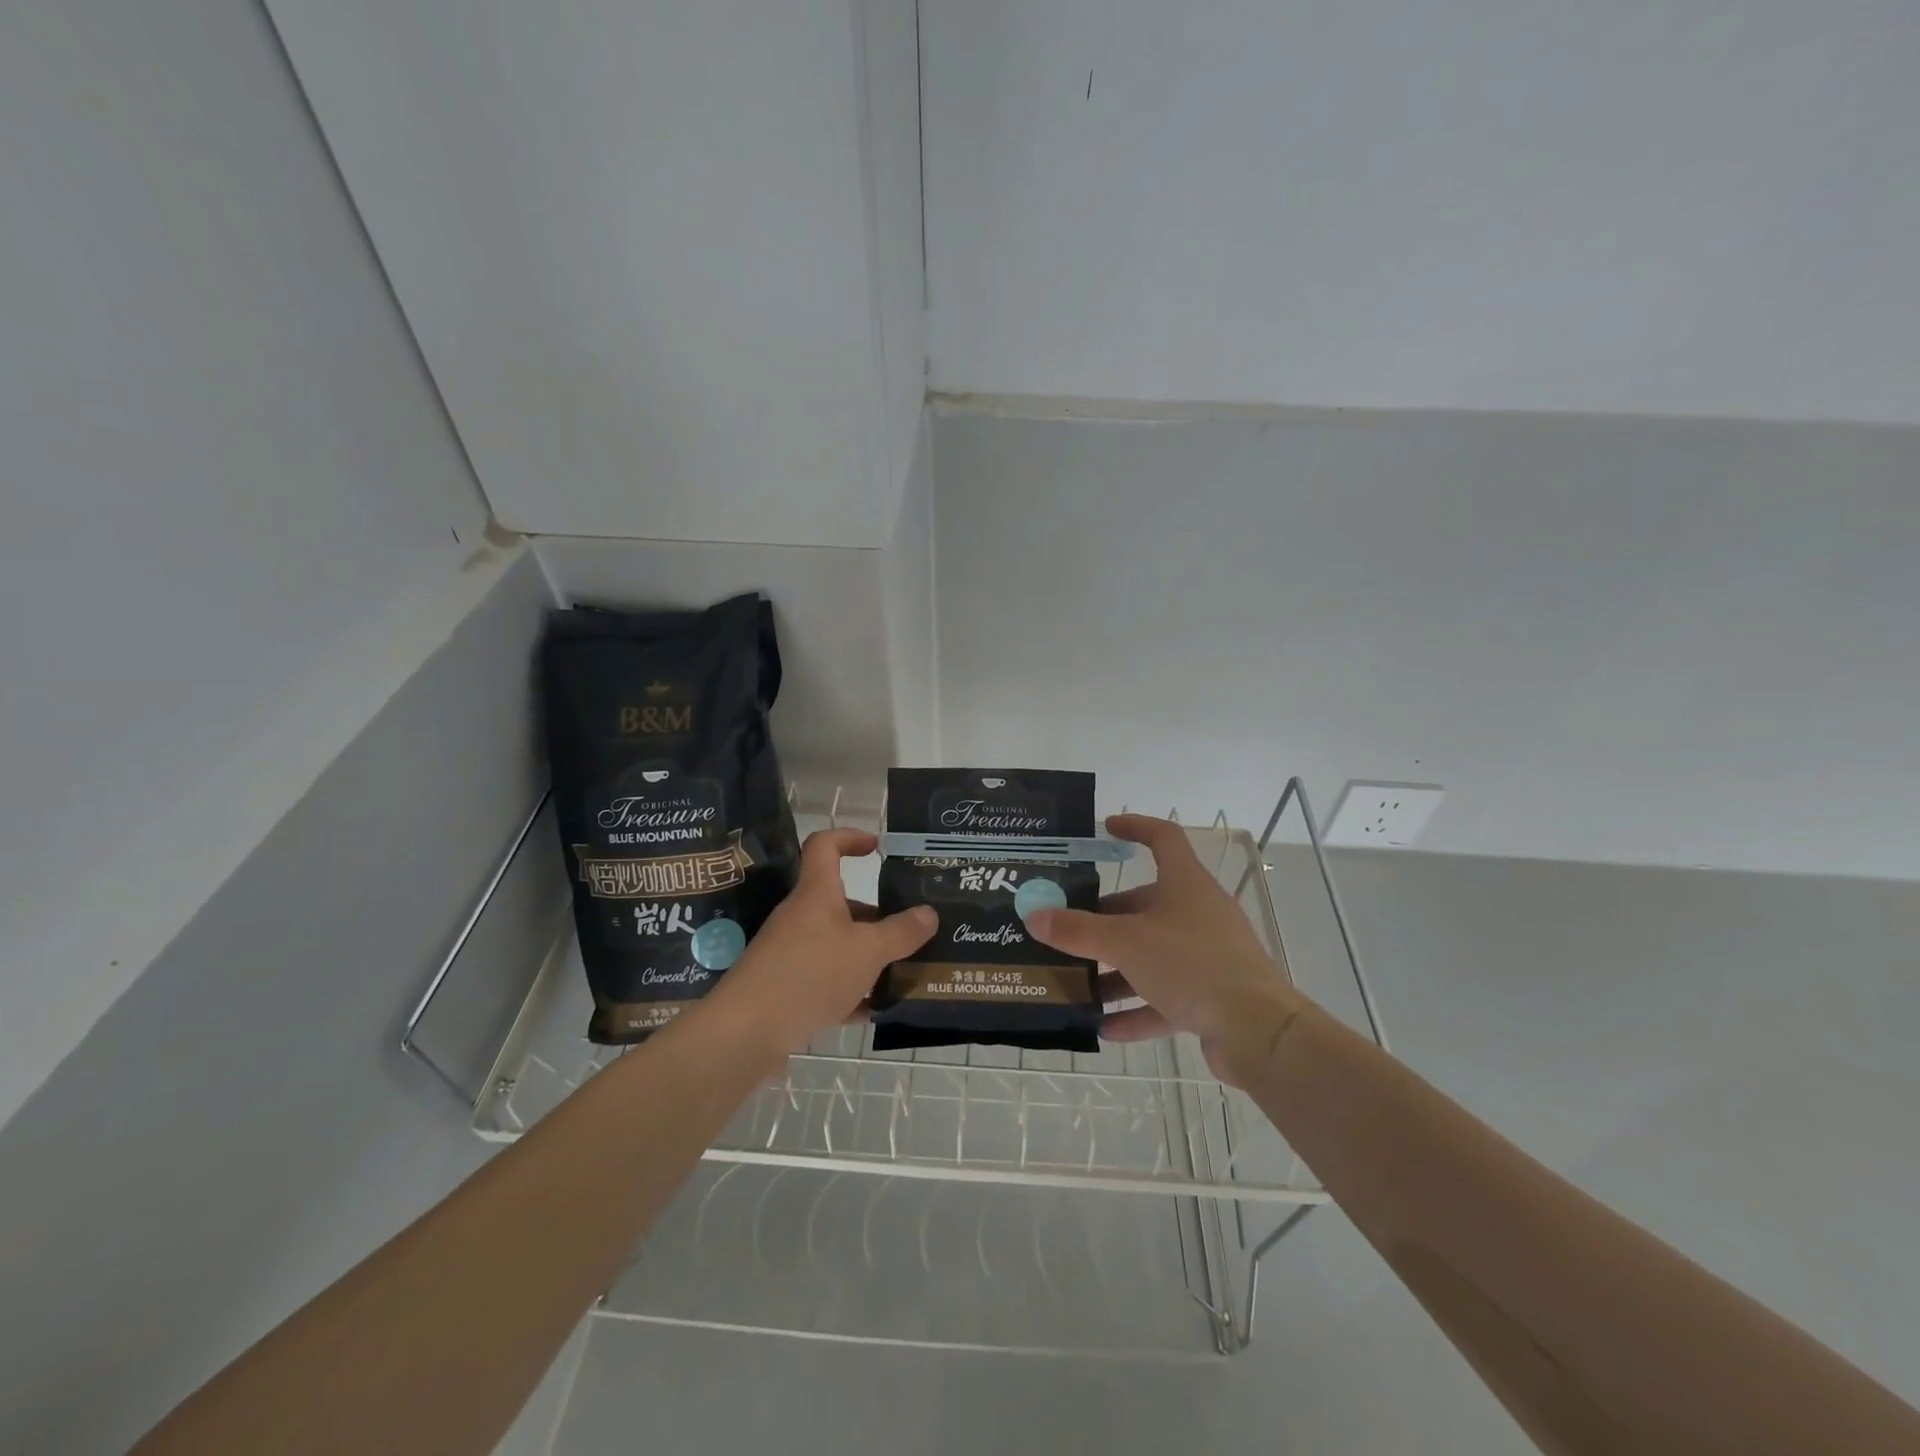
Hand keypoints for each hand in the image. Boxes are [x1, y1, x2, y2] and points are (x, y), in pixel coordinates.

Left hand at [705, 828, 935, 1054]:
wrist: (745, 1033)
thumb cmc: (809, 975)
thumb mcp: (867, 952)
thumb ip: (901, 932)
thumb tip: (929, 913)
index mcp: (817, 894)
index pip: (826, 846)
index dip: (850, 837)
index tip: (877, 847)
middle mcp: (801, 917)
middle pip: (840, 903)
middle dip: (876, 915)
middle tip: (911, 929)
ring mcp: (790, 953)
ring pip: (836, 945)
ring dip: (867, 956)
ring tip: (903, 972)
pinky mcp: (786, 989)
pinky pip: (825, 982)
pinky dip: (850, 992)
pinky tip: (874, 1010)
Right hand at [1025, 814, 1309, 1086]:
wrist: (1257, 1030)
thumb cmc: (1191, 964)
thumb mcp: (1125, 943)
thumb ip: (1078, 931)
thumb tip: (1034, 916)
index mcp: (1185, 884)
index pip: (1163, 838)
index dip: (1135, 827)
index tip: (1106, 829)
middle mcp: (1198, 913)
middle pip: (1146, 905)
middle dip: (1105, 919)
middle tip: (1068, 930)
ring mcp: (1208, 955)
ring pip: (1152, 954)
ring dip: (1115, 970)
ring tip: (1077, 983)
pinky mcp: (1212, 996)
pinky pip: (1166, 996)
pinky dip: (1137, 1009)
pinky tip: (1105, 1028)